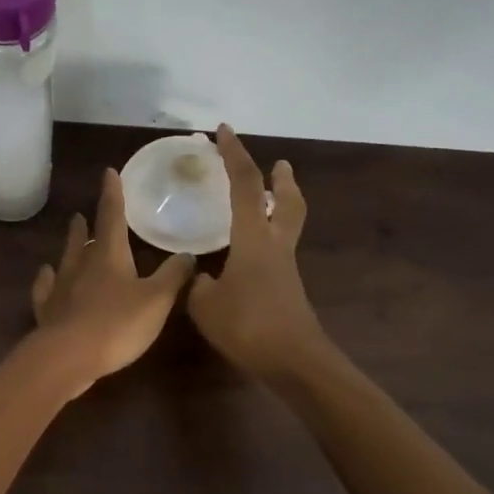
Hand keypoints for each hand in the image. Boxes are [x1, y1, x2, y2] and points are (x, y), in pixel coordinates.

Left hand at [30, 168, 195, 395]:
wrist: (68, 356)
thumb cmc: (118, 324)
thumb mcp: (157, 300)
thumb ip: (173, 276)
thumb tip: (188, 255)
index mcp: (109, 255)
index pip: (112, 215)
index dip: (113, 194)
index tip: (109, 173)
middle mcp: (81, 264)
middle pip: (84, 237)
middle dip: (87, 223)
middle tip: (82, 213)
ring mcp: (61, 287)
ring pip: (65, 259)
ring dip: (70, 245)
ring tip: (71, 234)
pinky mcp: (48, 311)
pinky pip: (46, 288)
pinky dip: (47, 279)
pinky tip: (46, 275)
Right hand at [186, 125, 324, 378]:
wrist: (294, 361)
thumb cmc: (248, 326)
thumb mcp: (205, 305)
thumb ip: (198, 284)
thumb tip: (202, 277)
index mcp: (253, 238)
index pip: (243, 184)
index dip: (234, 154)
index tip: (223, 132)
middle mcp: (274, 245)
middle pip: (286, 202)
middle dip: (281, 180)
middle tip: (281, 165)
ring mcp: (285, 267)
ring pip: (287, 225)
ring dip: (280, 207)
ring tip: (266, 202)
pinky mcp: (287, 288)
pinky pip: (278, 250)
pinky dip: (268, 238)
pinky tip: (248, 254)